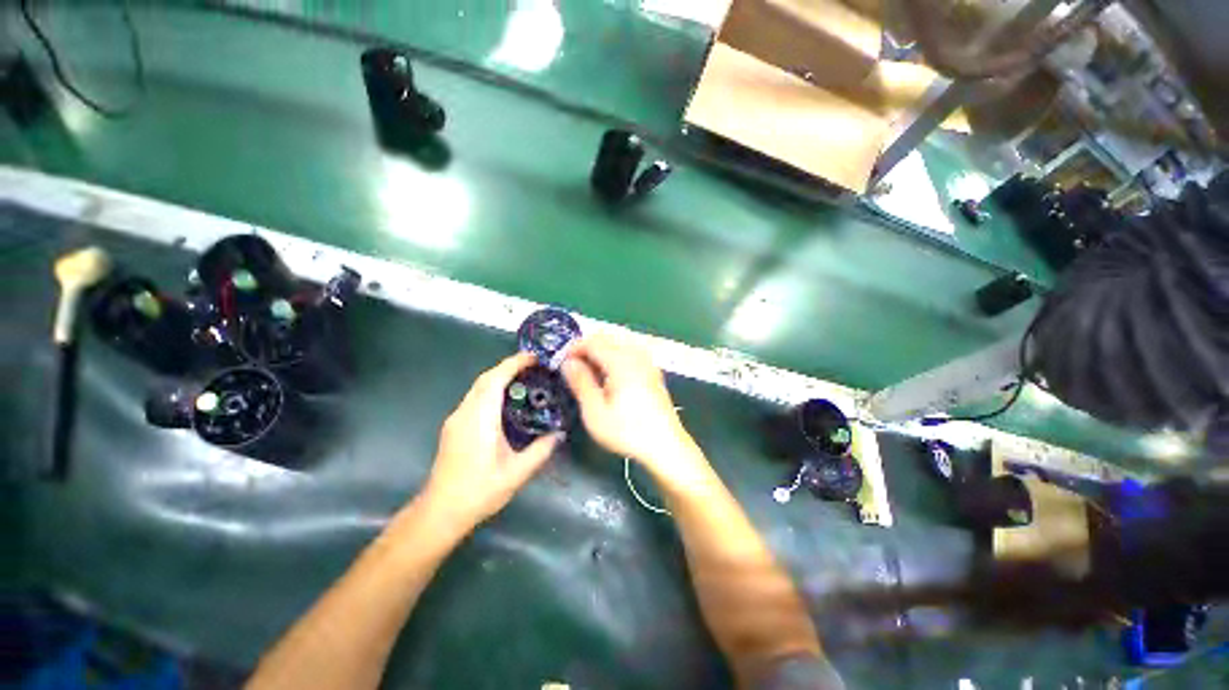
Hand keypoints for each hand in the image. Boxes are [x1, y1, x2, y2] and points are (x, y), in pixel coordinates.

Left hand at [421, 353, 561, 531]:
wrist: (440, 512)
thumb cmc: (478, 492)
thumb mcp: (516, 473)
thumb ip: (540, 451)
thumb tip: (560, 433)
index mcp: (480, 420)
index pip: (495, 380)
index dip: (514, 364)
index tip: (534, 357)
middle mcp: (465, 413)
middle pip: (485, 379)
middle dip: (508, 367)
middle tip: (534, 367)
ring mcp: (456, 419)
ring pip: (478, 387)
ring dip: (499, 377)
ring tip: (525, 380)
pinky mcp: (454, 426)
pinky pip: (475, 398)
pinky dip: (492, 390)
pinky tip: (507, 402)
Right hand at [562, 334, 704, 482]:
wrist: (665, 446)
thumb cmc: (627, 431)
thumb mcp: (595, 411)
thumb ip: (581, 383)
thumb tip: (568, 363)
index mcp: (621, 362)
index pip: (593, 342)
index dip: (575, 348)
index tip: (563, 362)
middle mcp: (636, 356)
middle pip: (608, 338)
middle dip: (588, 347)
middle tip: (574, 367)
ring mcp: (647, 363)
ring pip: (619, 344)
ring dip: (602, 351)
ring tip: (590, 372)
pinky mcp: (653, 372)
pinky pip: (630, 353)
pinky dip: (615, 357)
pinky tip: (610, 377)